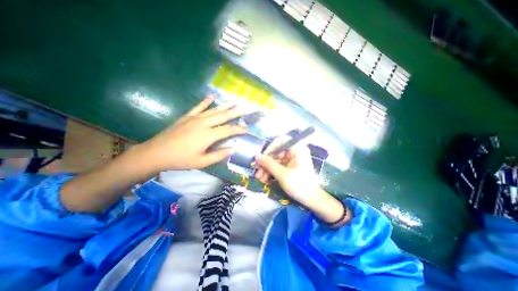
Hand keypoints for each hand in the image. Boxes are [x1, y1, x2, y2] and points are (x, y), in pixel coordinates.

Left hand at [140, 95, 248, 172]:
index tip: (247, 128)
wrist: (156, 152)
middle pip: (224, 116)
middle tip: (247, 108)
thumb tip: (232, 149)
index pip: (228, 130)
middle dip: (237, 112)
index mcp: (208, 135)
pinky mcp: (187, 117)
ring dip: (226, 105)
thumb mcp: (201, 162)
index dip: (239, 129)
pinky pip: (198, 107)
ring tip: (235, 101)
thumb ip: (218, 155)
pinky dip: (206, 101)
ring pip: (214, 110)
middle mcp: (203, 123)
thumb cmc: (180, 160)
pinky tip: (212, 96)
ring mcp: (195, 118)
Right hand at [254, 138, 346, 223]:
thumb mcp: (282, 174)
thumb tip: (257, 156)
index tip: (263, 157)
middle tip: (257, 171)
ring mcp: (292, 160)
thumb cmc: (299, 185)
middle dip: (266, 162)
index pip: (281, 140)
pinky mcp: (290, 167)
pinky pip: (278, 166)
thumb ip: (268, 164)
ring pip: (275, 160)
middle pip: (276, 152)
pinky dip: (271, 172)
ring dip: (267, 168)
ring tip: (259, 178)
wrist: (311, 200)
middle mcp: (294, 152)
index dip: (270, 147)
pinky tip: (264, 179)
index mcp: (297, 149)